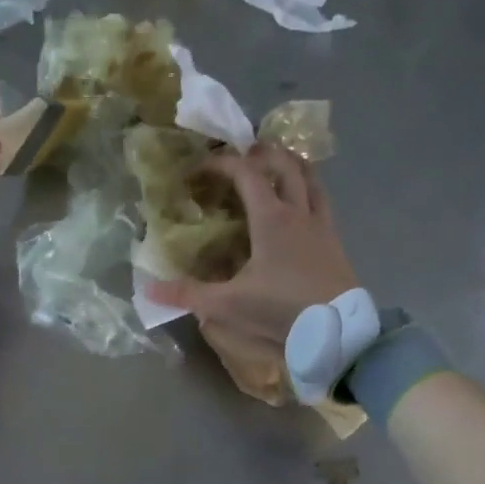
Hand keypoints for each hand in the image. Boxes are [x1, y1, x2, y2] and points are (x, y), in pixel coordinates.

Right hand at [144, 143, 358, 348]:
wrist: (336, 330)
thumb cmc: (281, 309)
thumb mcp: (228, 305)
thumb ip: (188, 295)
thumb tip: (148, 289)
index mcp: (271, 219)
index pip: (246, 173)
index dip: (222, 164)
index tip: (200, 169)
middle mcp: (299, 213)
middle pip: (285, 165)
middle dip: (263, 153)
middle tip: (244, 153)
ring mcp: (322, 226)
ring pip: (312, 179)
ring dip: (293, 165)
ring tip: (278, 165)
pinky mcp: (335, 243)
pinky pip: (323, 203)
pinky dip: (310, 192)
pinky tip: (302, 207)